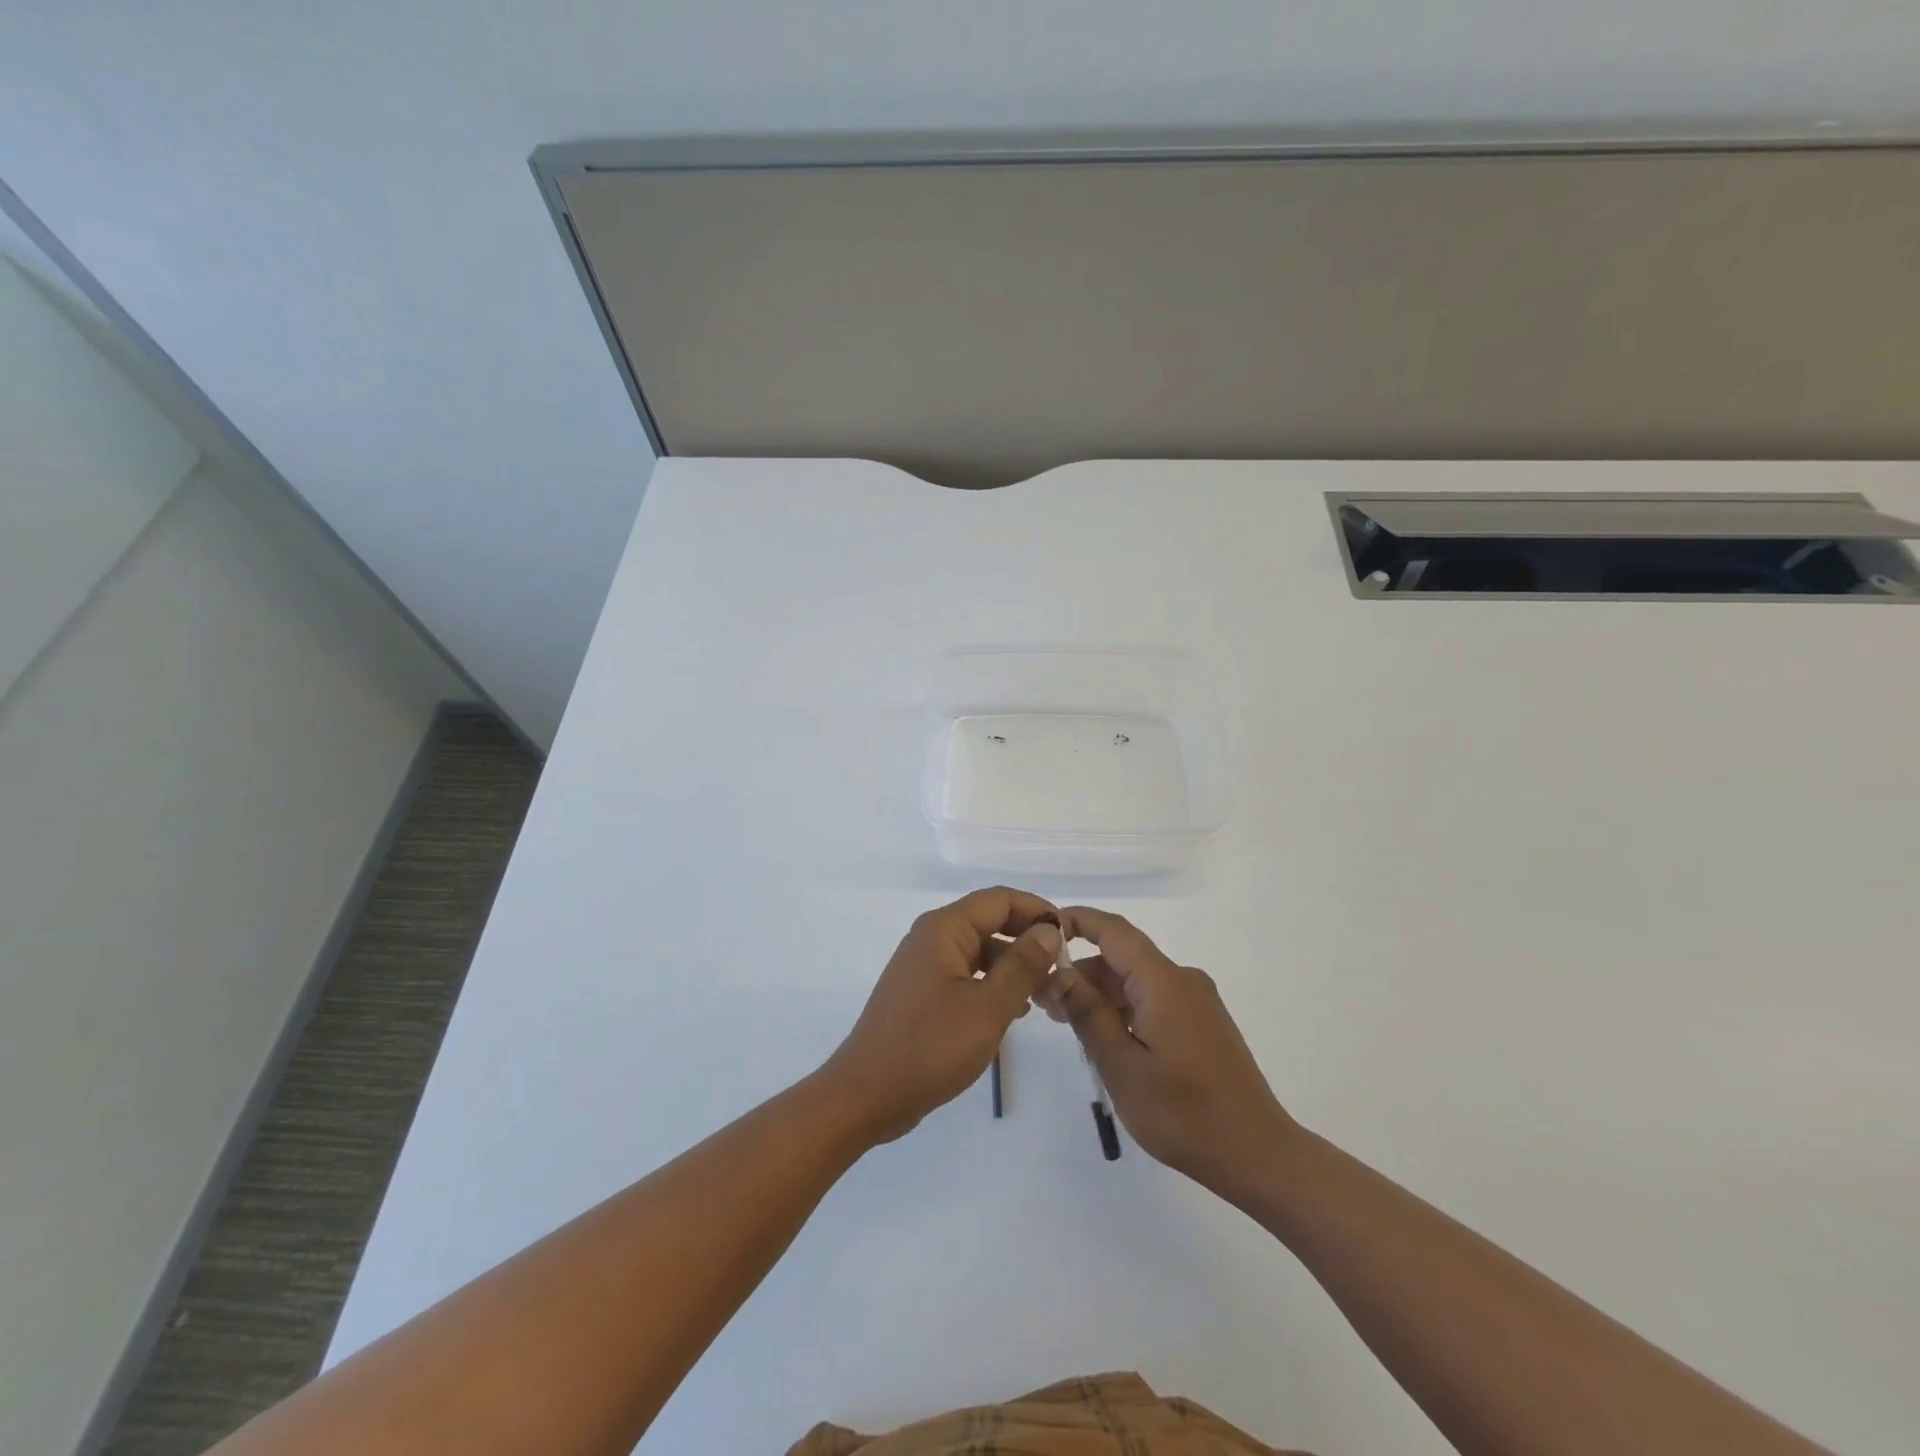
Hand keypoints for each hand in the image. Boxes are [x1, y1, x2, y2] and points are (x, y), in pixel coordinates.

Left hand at [821, 887, 1060, 1144]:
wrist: (866, 1095)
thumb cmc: (930, 1047)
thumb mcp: (988, 1007)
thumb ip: (1022, 965)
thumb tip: (1048, 930)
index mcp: (944, 929)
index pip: (1000, 900)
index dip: (1038, 911)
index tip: (1069, 937)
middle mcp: (932, 937)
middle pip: (990, 921)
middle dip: (1028, 940)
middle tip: (1062, 970)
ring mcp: (924, 965)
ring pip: (980, 950)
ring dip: (1013, 965)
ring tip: (1046, 994)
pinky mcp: (922, 991)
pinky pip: (966, 973)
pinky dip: (993, 983)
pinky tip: (1016, 1010)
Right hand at [1038, 905, 1295, 1200]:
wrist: (1259, 1155)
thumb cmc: (1185, 1114)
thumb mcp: (1122, 1067)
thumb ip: (1088, 1014)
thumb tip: (1059, 973)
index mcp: (1164, 982)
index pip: (1115, 931)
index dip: (1078, 921)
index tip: (1042, 930)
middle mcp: (1183, 980)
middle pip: (1123, 959)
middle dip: (1080, 972)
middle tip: (1042, 1000)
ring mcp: (1197, 1002)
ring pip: (1137, 982)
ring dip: (1100, 995)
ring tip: (1064, 1022)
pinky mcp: (1203, 1024)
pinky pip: (1154, 1000)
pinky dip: (1124, 1009)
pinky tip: (1103, 1038)